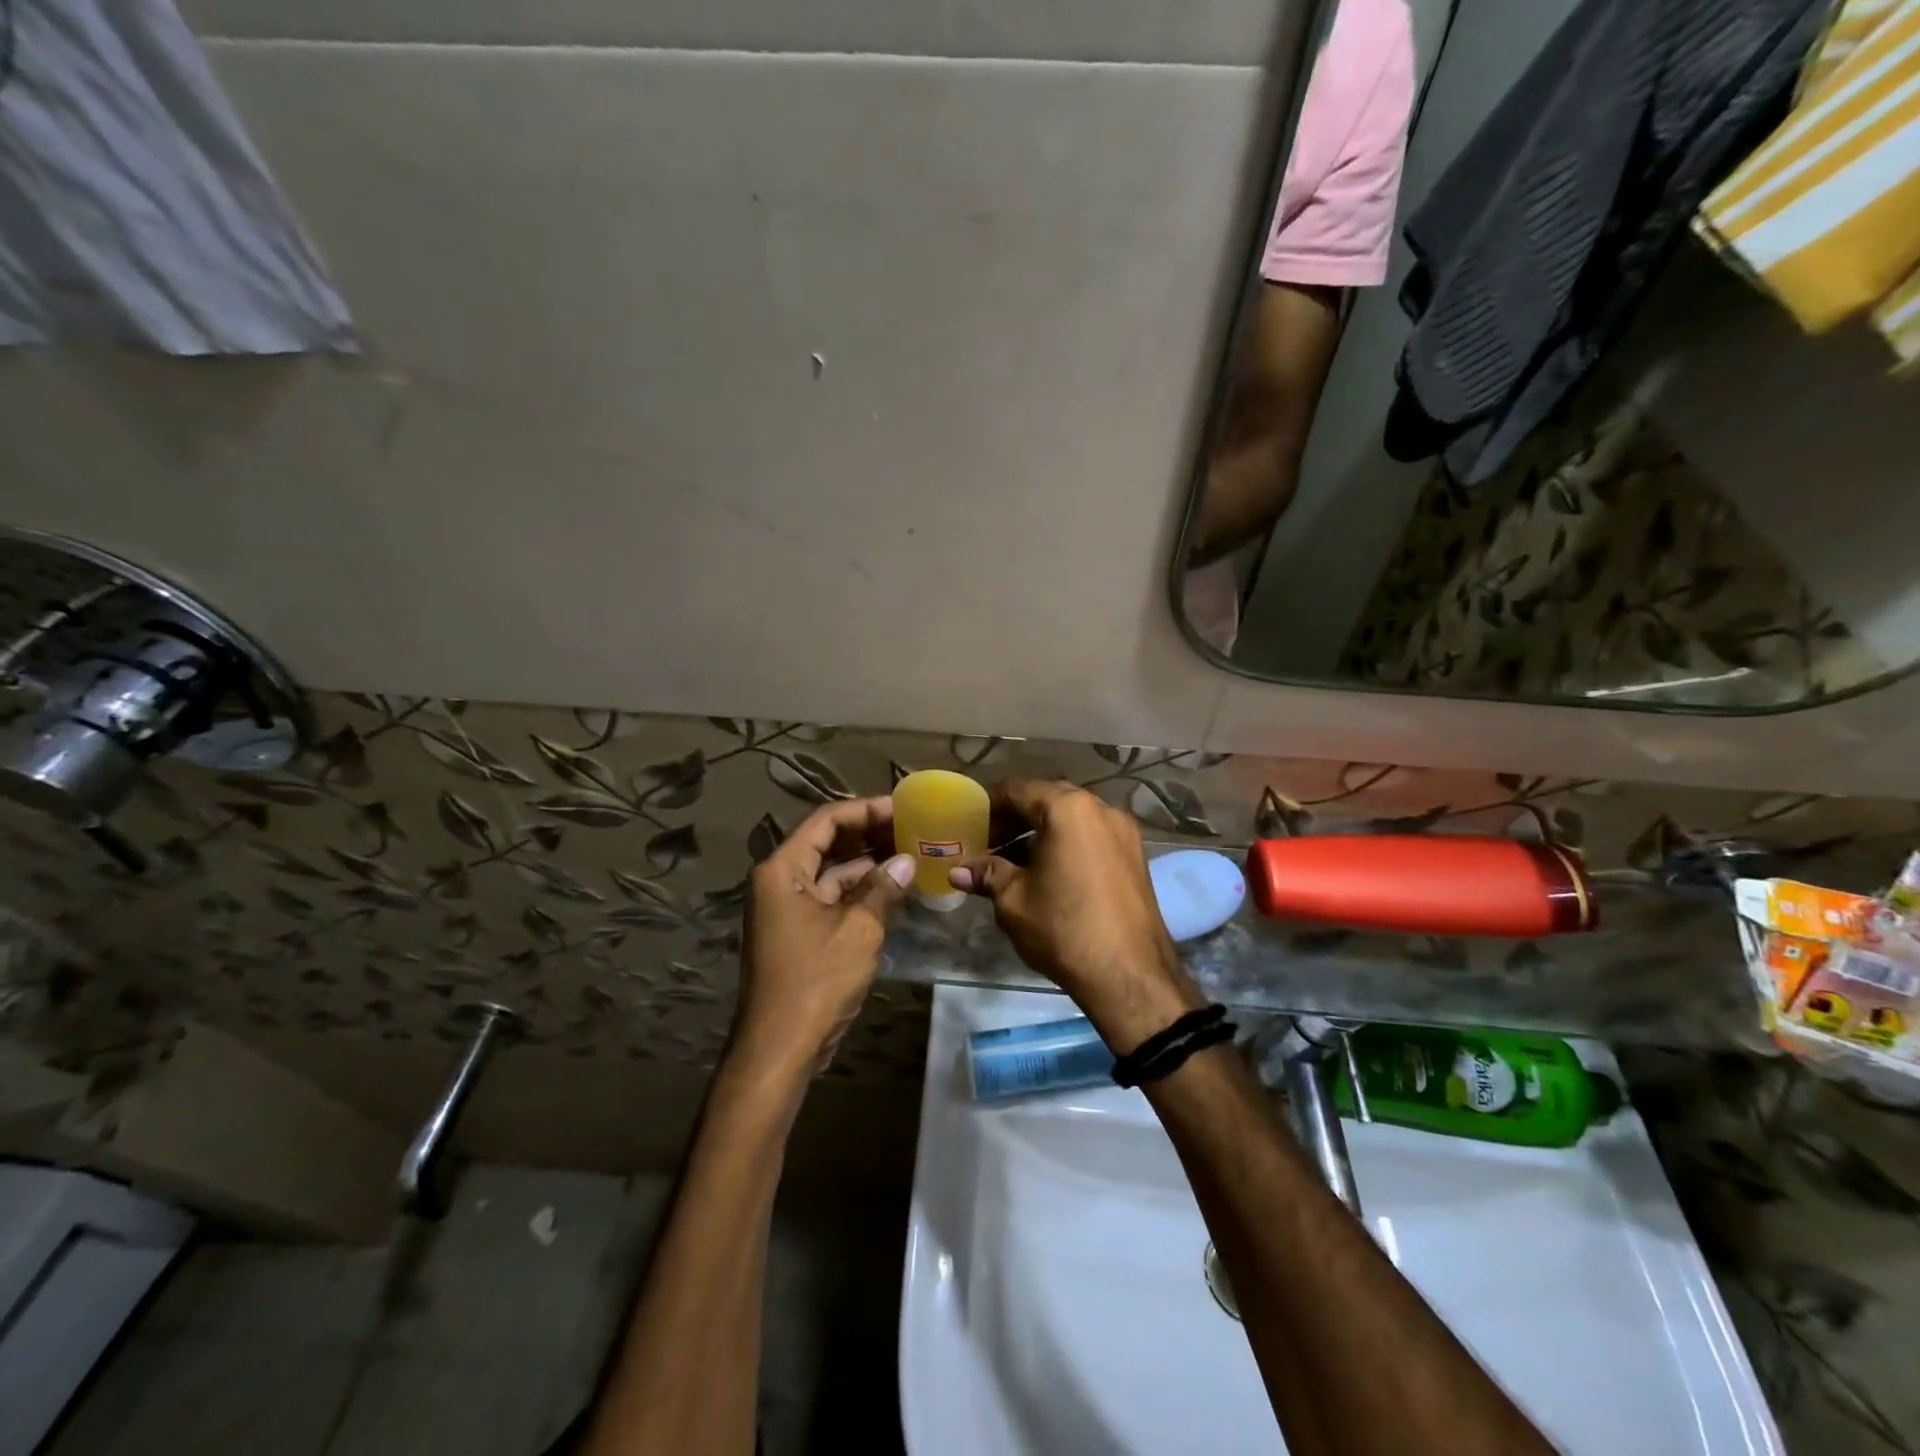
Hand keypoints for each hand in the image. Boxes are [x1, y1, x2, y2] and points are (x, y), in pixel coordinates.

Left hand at [731, 796, 914, 1078]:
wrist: (780, 1047)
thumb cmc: (815, 981)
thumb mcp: (858, 930)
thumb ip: (883, 888)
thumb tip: (908, 861)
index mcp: (783, 870)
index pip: (826, 821)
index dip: (866, 810)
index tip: (902, 808)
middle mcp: (781, 881)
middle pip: (828, 843)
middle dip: (869, 834)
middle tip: (912, 827)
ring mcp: (788, 907)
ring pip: (832, 871)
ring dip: (869, 863)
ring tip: (911, 852)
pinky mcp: (799, 931)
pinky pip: (833, 898)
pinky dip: (861, 891)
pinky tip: (895, 888)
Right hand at [952, 780, 1204, 1051]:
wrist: (1129, 975)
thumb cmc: (1064, 929)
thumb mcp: (1013, 900)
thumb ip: (987, 875)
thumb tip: (957, 871)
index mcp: (1068, 809)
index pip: (1018, 790)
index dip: (989, 806)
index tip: (970, 827)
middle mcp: (1100, 808)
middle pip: (1047, 799)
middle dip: (1016, 818)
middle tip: (990, 844)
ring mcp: (1123, 830)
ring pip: (1072, 817)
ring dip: (1042, 831)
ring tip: (1015, 862)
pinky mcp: (1136, 854)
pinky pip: (1092, 835)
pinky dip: (1067, 843)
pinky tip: (1049, 872)